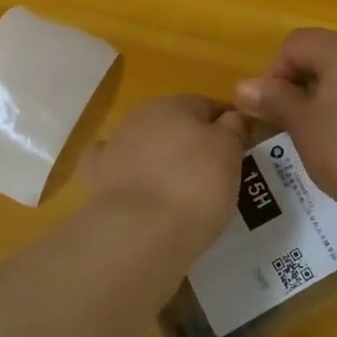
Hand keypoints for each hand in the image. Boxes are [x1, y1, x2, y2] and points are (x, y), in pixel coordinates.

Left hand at [82, 94, 245, 249]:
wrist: (139, 232)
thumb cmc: (194, 186)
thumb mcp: (229, 154)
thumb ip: (232, 129)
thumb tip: (230, 117)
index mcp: (174, 104)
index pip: (207, 105)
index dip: (225, 125)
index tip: (239, 149)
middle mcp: (141, 116)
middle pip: (173, 123)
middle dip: (190, 141)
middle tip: (211, 173)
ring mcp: (114, 146)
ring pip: (144, 143)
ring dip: (158, 157)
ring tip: (177, 190)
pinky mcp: (96, 177)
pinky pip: (114, 167)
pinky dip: (125, 174)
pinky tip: (135, 188)